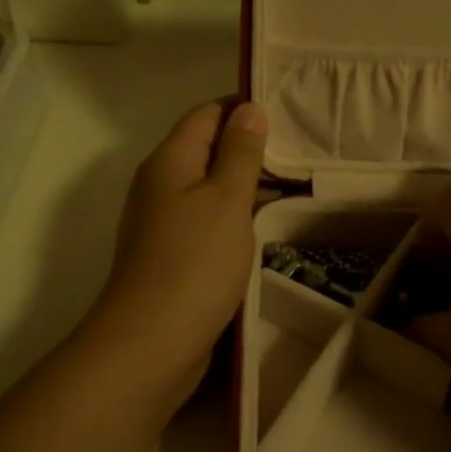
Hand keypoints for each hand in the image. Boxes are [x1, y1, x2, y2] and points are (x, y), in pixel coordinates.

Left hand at [89, 99, 267, 406]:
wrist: (150, 344)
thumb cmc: (194, 262)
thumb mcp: (226, 199)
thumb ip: (240, 153)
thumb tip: (249, 109)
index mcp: (169, 161)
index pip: (206, 114)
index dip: (243, 108)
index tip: (288, 112)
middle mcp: (159, 185)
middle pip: (205, 149)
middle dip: (248, 146)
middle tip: (300, 151)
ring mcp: (162, 222)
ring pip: (207, 187)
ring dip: (243, 184)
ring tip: (292, 185)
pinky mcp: (170, 255)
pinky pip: (205, 220)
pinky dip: (232, 215)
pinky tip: (261, 226)